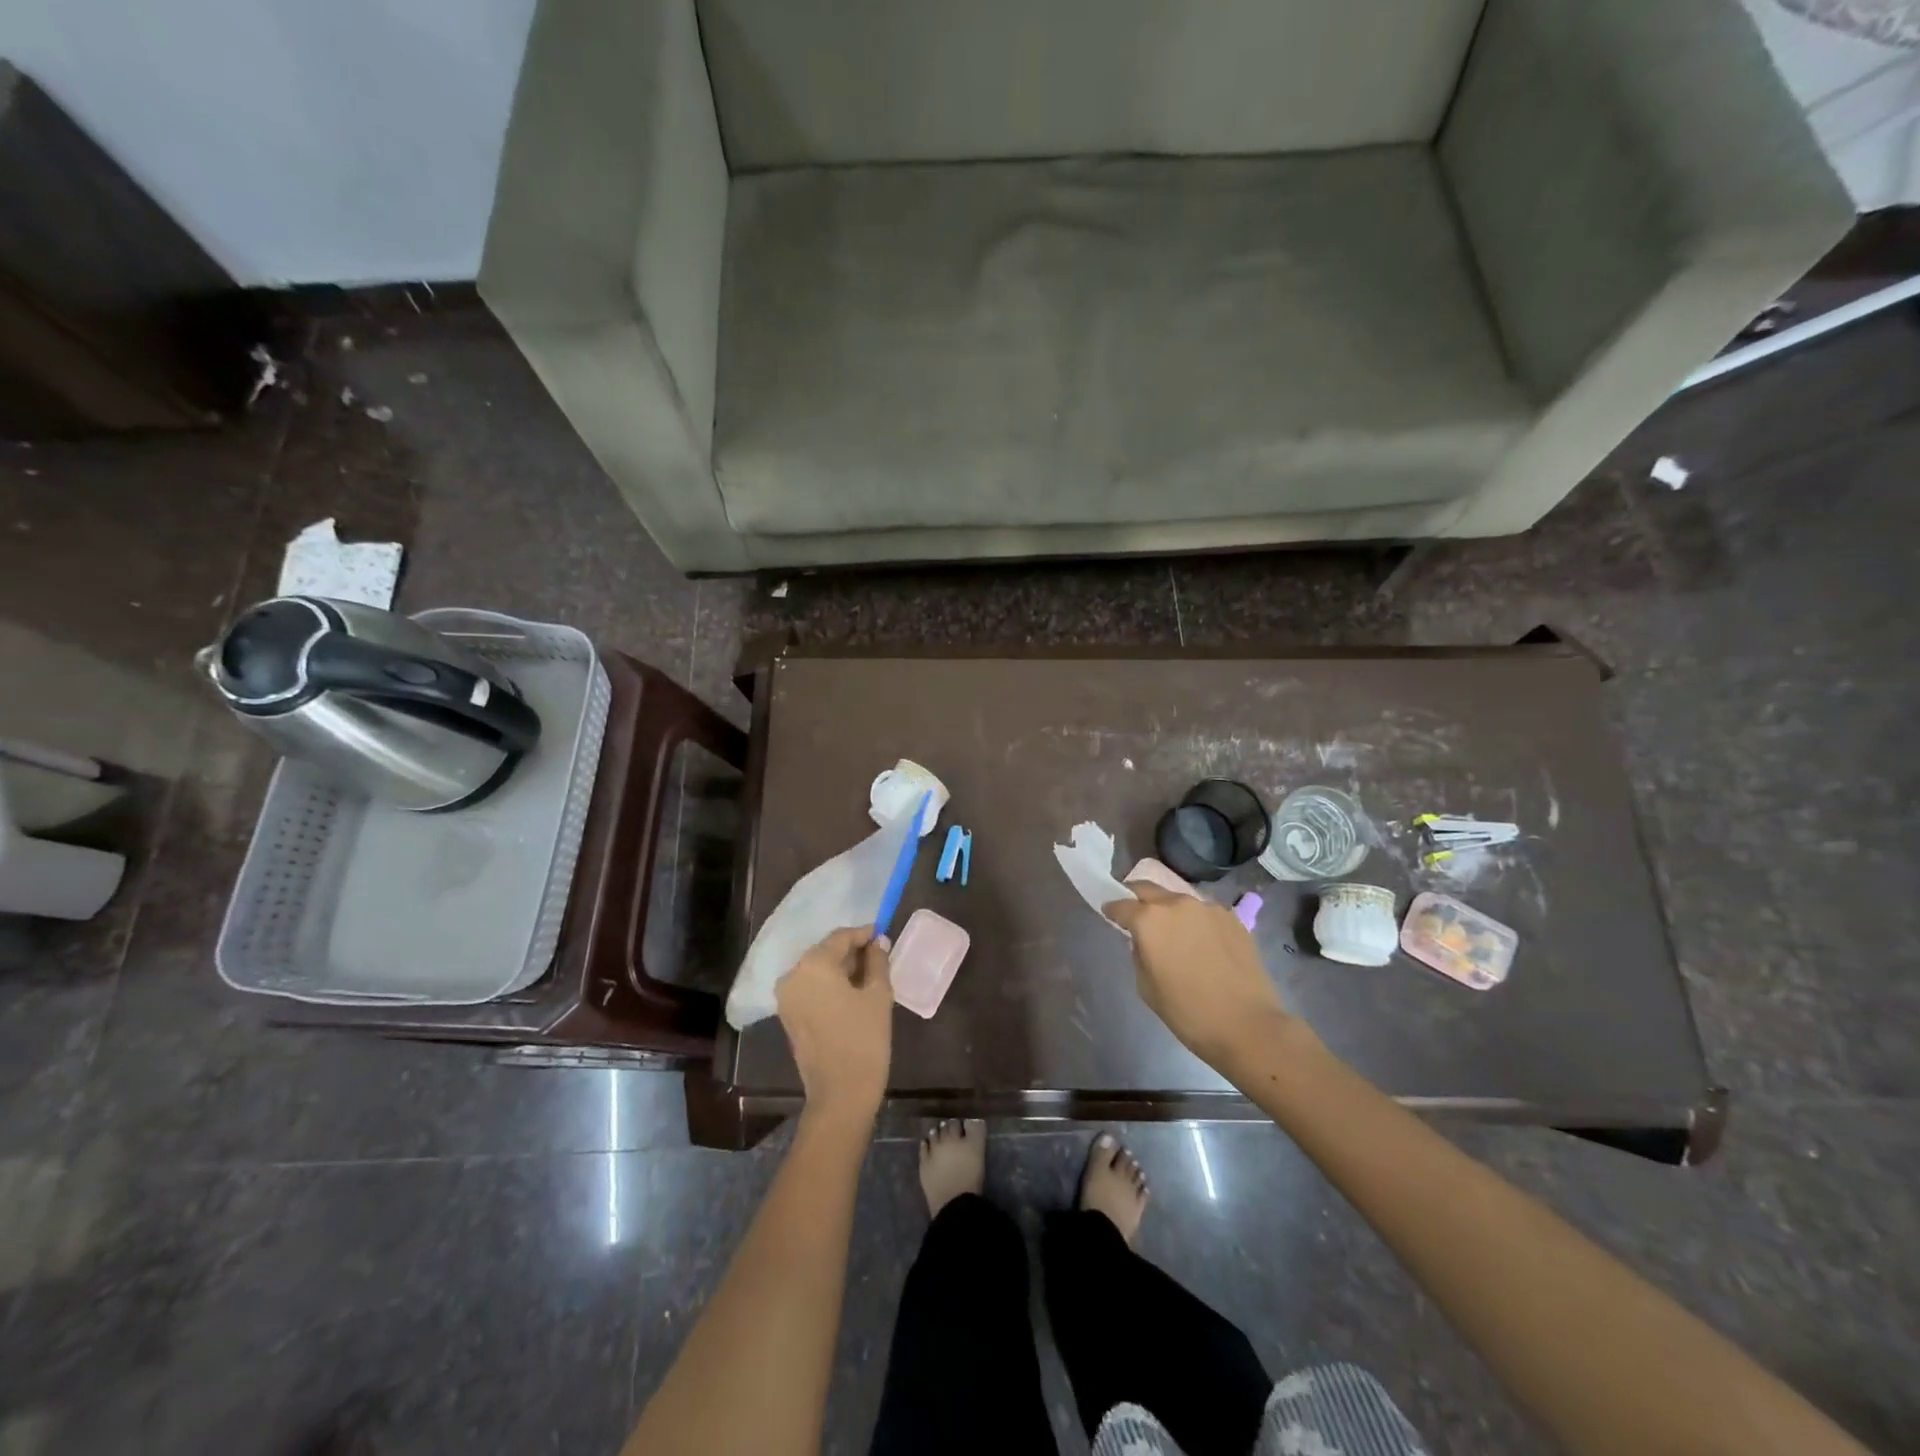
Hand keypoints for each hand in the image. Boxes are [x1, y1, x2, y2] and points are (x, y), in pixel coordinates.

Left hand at [777, 925, 893, 1125]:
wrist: (840, 1093)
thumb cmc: (864, 1039)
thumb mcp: (878, 995)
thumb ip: (878, 962)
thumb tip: (878, 942)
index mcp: (813, 964)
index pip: (840, 937)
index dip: (863, 934)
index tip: (883, 934)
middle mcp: (793, 975)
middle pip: (825, 952)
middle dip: (851, 951)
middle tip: (878, 955)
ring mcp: (786, 997)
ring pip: (817, 970)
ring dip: (840, 968)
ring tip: (868, 975)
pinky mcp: (788, 1016)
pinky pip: (810, 988)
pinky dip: (829, 984)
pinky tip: (851, 992)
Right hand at [1103, 882, 1291, 1066]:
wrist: (1247, 1025)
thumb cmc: (1188, 1012)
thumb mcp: (1146, 986)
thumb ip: (1139, 953)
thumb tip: (1144, 941)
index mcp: (1150, 920)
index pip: (1121, 904)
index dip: (1112, 910)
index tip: (1109, 914)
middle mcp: (1177, 904)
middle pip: (1149, 889)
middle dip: (1138, 899)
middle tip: (1137, 915)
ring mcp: (1208, 908)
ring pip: (1179, 900)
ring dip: (1170, 911)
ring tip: (1175, 934)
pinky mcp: (1233, 918)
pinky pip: (1205, 913)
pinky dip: (1197, 922)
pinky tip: (1203, 945)